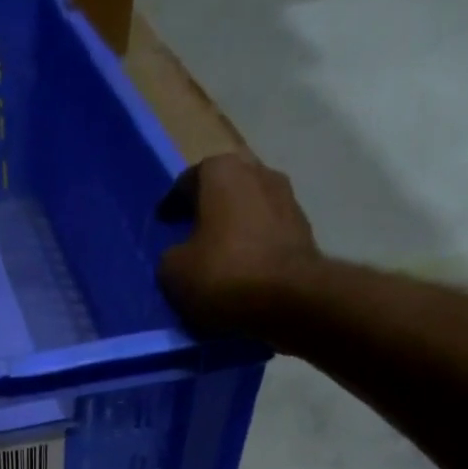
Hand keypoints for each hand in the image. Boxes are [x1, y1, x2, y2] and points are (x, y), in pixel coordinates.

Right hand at [157, 154, 318, 339]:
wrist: (290, 298)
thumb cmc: (224, 274)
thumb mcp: (174, 271)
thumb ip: (171, 255)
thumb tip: (179, 255)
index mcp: (222, 171)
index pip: (188, 180)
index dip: (172, 203)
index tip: (164, 222)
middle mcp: (258, 171)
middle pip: (224, 188)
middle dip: (207, 208)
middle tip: (191, 233)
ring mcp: (286, 197)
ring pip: (248, 208)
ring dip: (233, 226)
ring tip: (218, 253)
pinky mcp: (303, 228)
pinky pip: (267, 231)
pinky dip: (253, 243)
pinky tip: (243, 266)